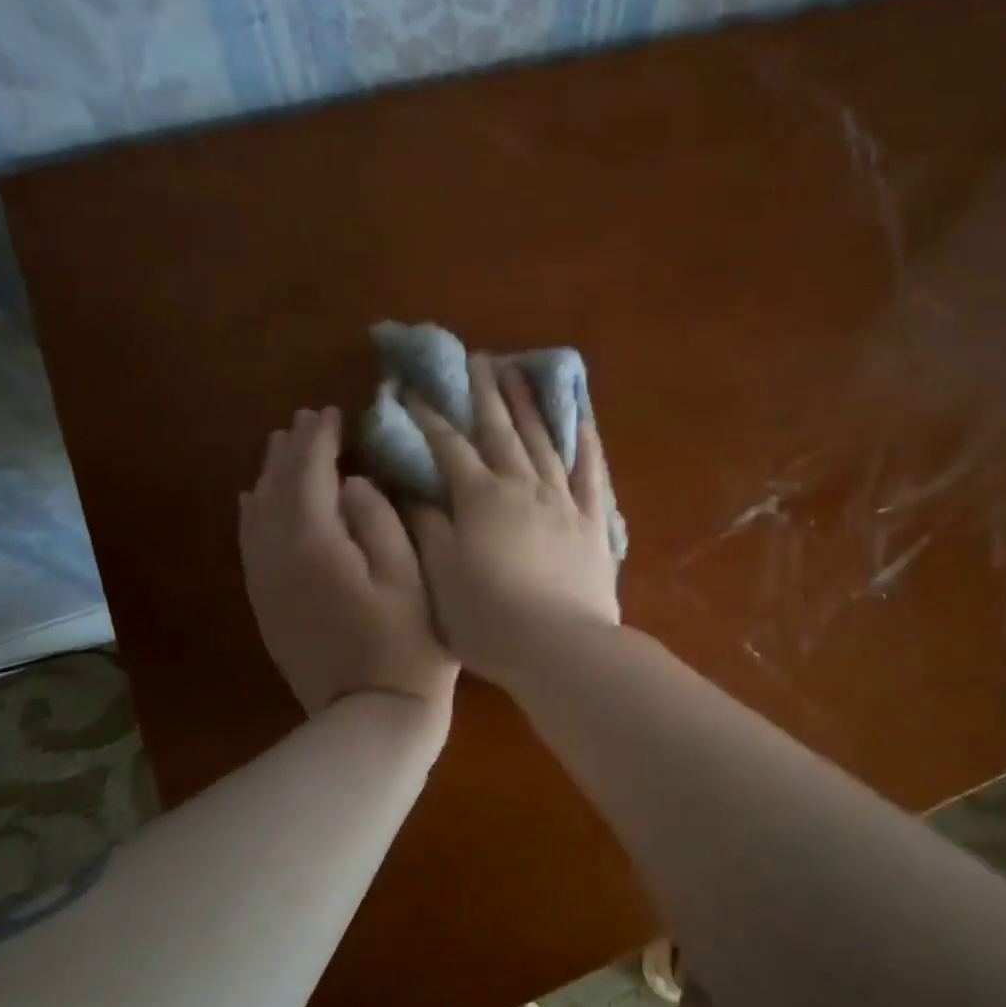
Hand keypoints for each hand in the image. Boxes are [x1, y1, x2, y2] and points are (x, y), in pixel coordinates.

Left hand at [240, 407, 457, 719]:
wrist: (372, 715)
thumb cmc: (407, 644)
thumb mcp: (409, 575)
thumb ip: (379, 520)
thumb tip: (352, 484)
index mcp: (315, 543)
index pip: (310, 474)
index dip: (320, 440)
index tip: (332, 412)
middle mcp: (277, 556)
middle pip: (276, 488)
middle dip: (291, 450)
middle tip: (306, 420)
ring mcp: (266, 584)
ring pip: (256, 514)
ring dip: (269, 476)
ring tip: (281, 447)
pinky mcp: (267, 605)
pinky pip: (250, 545)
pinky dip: (252, 514)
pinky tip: (254, 500)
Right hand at [406, 355, 619, 688]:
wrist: (561, 647)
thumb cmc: (490, 619)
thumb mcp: (441, 577)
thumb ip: (427, 528)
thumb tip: (413, 491)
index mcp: (481, 499)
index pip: (449, 447)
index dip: (428, 417)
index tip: (411, 389)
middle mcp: (524, 487)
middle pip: (501, 431)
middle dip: (485, 394)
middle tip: (477, 359)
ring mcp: (564, 502)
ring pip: (545, 442)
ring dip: (530, 406)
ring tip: (520, 373)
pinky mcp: (594, 524)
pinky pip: (592, 474)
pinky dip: (586, 443)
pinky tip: (582, 420)